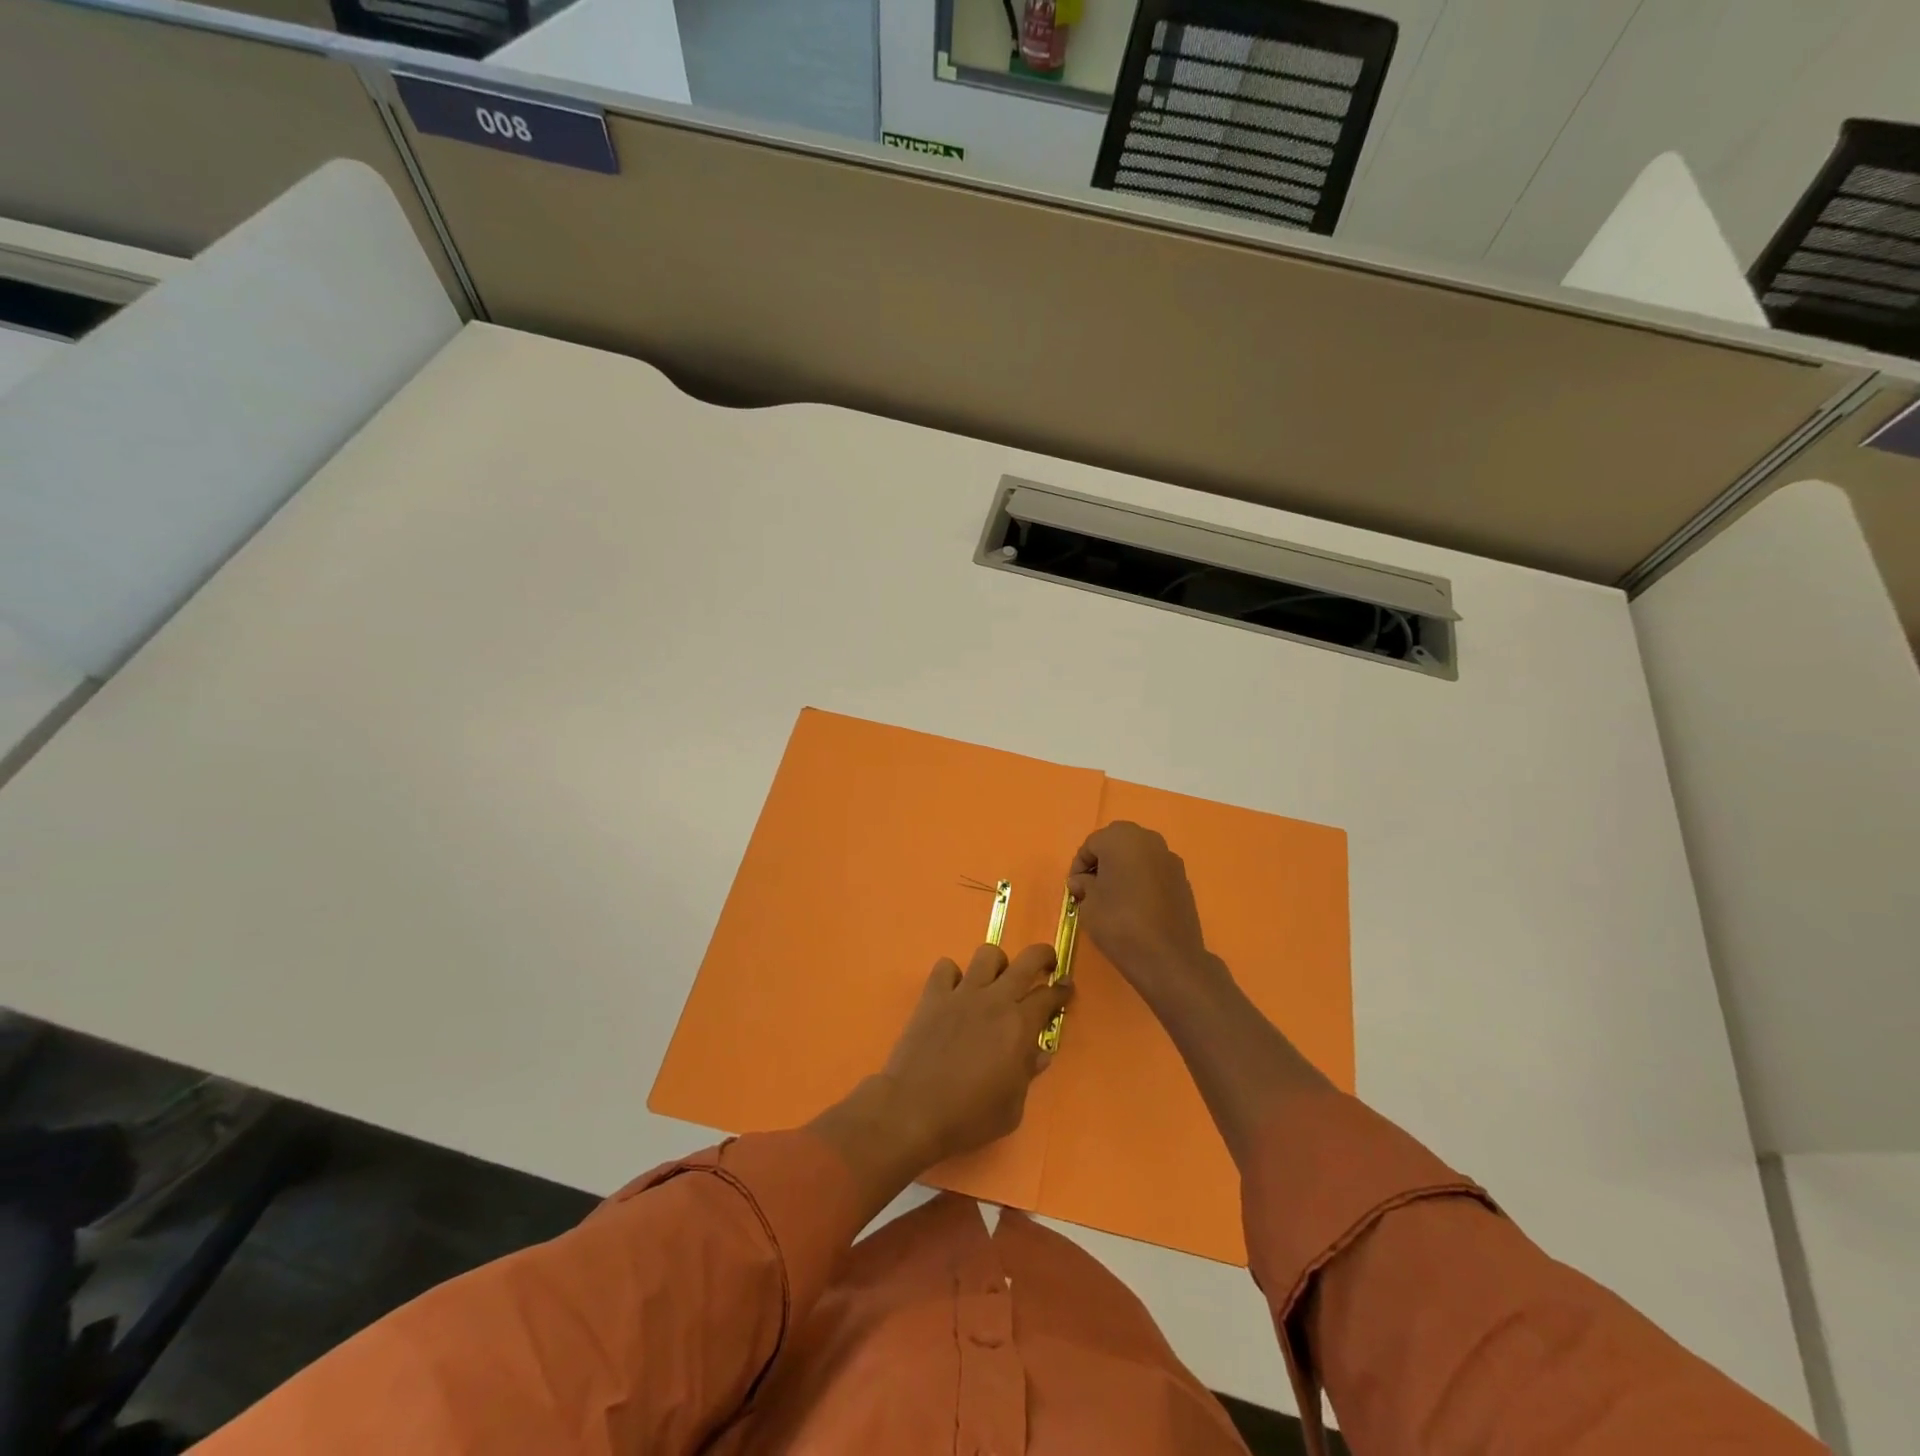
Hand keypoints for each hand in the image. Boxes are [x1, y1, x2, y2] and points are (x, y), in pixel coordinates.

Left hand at [878, 943, 1070, 1166]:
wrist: (913, 1110)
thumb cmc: (968, 1116)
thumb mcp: (1012, 1108)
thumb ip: (1027, 1074)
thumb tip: (1038, 1053)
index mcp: (1019, 1026)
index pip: (1049, 995)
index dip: (1062, 990)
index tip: (1066, 988)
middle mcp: (994, 1000)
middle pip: (1027, 960)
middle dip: (1043, 957)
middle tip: (1046, 965)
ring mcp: (962, 993)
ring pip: (987, 955)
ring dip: (997, 964)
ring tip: (996, 980)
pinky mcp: (933, 996)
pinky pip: (946, 968)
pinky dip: (953, 975)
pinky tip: (955, 992)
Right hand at [1068, 822, 1223, 1013]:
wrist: (1168, 958)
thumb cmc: (1119, 923)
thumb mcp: (1088, 904)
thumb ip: (1083, 885)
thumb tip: (1082, 881)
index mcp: (1121, 838)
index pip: (1091, 844)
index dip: (1079, 866)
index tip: (1075, 890)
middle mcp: (1148, 840)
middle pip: (1117, 844)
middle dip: (1102, 863)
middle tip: (1092, 889)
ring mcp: (1170, 859)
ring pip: (1138, 857)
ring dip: (1123, 870)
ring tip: (1114, 898)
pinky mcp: (1183, 879)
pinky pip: (1154, 872)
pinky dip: (1142, 881)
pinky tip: (1136, 906)